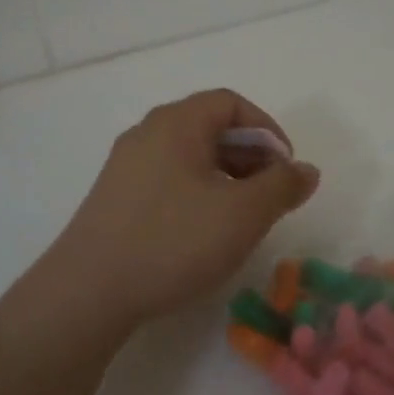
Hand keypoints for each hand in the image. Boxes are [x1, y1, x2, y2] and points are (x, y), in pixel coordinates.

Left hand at [41, 89, 318, 331]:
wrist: (88, 291)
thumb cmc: (173, 241)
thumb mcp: (242, 214)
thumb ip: (281, 186)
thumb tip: (305, 170)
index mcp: (176, 122)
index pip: (230, 103)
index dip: (267, 129)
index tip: (286, 168)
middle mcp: (147, 133)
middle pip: (209, 127)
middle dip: (249, 156)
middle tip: (270, 195)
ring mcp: (125, 165)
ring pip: (188, 156)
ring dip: (224, 177)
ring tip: (241, 217)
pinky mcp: (113, 198)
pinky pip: (166, 179)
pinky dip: (196, 193)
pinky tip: (202, 232)